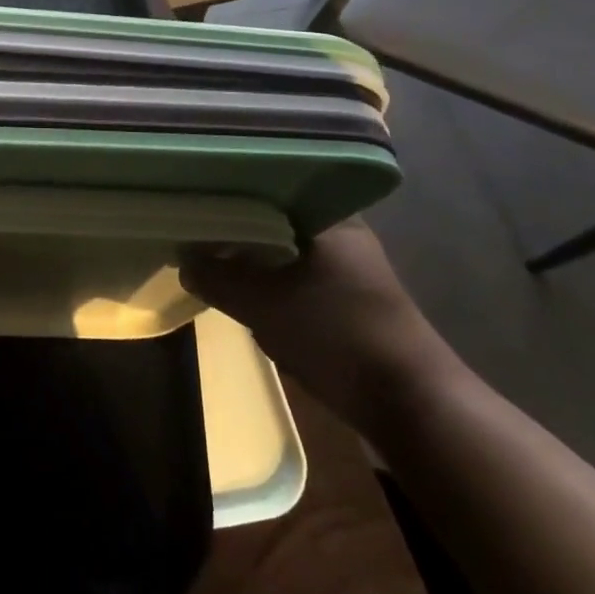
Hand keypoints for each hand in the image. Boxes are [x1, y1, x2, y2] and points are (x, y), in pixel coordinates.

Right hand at [180, 217, 459, 435]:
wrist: (412, 406)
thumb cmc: (336, 336)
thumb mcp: (262, 305)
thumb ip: (216, 278)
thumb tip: (182, 262)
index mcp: (328, 216)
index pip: (267, 187)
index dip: (227, 196)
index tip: (194, 204)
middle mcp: (342, 232)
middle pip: (272, 220)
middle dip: (235, 232)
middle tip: (195, 236)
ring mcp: (349, 267)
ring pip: (284, 251)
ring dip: (252, 261)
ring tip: (212, 262)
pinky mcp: (349, 299)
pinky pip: (297, 277)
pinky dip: (272, 283)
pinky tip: (246, 295)